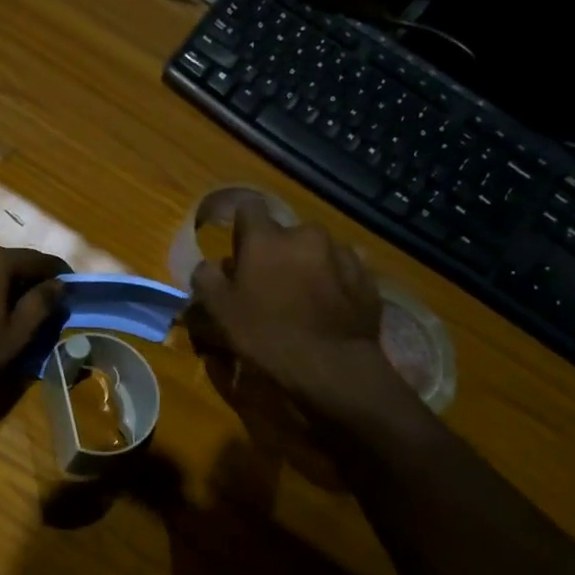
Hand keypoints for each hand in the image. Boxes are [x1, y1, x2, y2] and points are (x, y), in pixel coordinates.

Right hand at [189, 199, 385, 406]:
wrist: (332, 366)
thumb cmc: (266, 334)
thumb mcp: (219, 310)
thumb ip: (207, 278)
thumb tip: (210, 265)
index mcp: (266, 237)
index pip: (248, 207)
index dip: (242, 227)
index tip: (239, 251)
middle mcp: (306, 234)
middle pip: (285, 233)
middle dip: (277, 251)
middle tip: (269, 284)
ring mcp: (342, 254)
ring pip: (316, 250)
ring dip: (307, 265)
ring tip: (303, 298)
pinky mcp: (367, 277)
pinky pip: (343, 271)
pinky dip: (334, 282)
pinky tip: (328, 309)